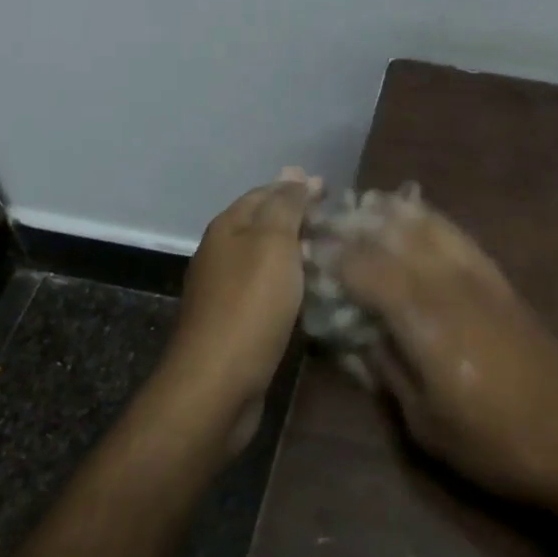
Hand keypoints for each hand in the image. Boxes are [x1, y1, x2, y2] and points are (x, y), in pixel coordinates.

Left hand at [156, 168, 321, 454]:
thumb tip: (293, 171)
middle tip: (340, 224)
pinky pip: (268, 290)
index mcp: (228, 227)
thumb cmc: (250, 305)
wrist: (217, 385)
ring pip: (267, 259)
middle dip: (300, 219)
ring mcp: (226, 290)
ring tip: (334, 254)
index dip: (297, 189)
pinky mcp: (235, 322)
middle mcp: (222, 253)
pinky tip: (312, 291)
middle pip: (265, 225)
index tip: (333, 192)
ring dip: (298, 252)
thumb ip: (286, 206)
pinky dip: (291, 283)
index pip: (266, 193)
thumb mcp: (273, 244)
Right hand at [330, 194, 557, 508]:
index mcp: (424, 317)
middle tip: (322, 224)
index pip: (364, 268)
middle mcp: (448, 281)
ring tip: (360, 208)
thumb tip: (355, 335)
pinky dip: (426, 217)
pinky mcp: (498, 277)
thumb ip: (386, 369)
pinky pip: (454, 232)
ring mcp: (477, 273)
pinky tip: (414, 216)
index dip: (329, 258)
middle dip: (353, 225)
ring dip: (389, 212)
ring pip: (426, 222)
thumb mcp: (426, 423)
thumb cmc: (497, 442)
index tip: (301, 254)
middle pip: (393, 234)